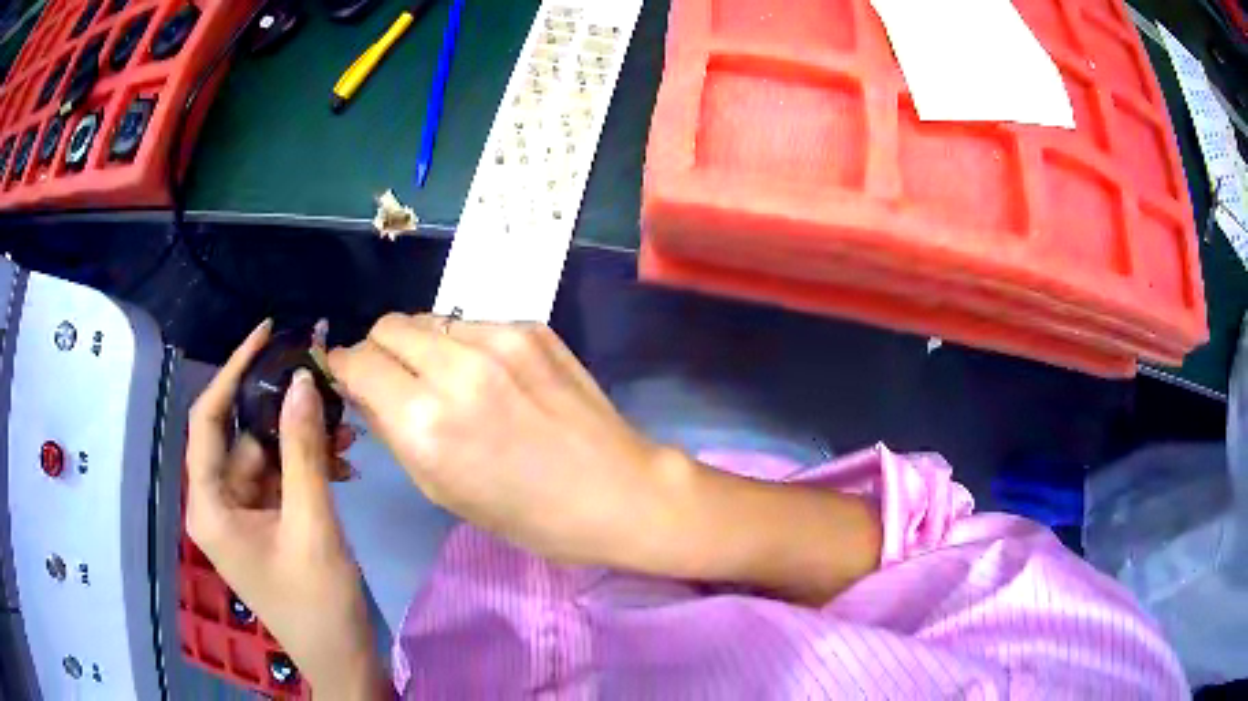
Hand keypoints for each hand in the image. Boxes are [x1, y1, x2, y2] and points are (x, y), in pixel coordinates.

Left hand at [186, 320, 387, 698]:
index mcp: (210, 505)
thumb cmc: (318, 602)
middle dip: (283, 411)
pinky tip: (342, 466)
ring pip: (265, 456)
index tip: (267, 334)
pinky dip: (307, 468)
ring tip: (347, 434)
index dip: (233, 370)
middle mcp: (217, 504)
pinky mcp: (265, 525)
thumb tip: (301, 381)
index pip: (208, 419)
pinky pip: (280, 480)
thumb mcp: (313, 523)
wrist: (342, 660)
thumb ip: (304, 450)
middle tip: (326, 387)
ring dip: (303, 442)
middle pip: (242, 436)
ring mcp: (242, 516)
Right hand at [327, 313, 688, 568]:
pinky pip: (473, 324)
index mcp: (426, 421)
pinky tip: (491, 377)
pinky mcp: (532, 327)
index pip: (358, 361)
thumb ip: (394, 430)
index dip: (345, 366)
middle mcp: (456, 368)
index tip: (348, 375)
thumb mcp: (442, 489)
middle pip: (388, 326)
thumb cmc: (527, 515)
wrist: (617, 490)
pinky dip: (464, 345)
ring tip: (445, 379)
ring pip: (429, 318)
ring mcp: (499, 339)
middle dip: (378, 350)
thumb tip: (365, 389)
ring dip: (422, 345)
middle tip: (393, 378)